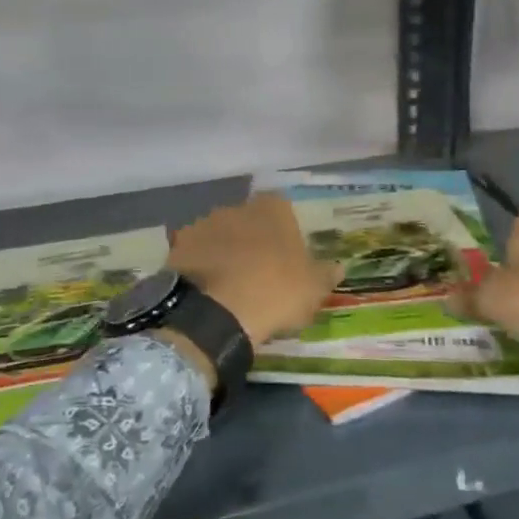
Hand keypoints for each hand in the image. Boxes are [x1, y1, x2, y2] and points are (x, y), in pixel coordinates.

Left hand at [168, 194, 339, 348]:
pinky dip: (203, 267)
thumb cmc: (274, 291)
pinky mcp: (179, 246)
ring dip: (226, 252)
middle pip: (249, 220)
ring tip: (232, 287)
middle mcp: (237, 207)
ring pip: (221, 235)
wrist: (215, 312)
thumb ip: (325, 274)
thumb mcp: (312, 289)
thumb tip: (339, 267)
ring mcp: (204, 224)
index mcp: (273, 208)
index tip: (288, 257)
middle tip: (261, 273)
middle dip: (253, 240)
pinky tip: (208, 292)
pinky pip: (197, 254)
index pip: (282, 209)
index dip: (285, 232)